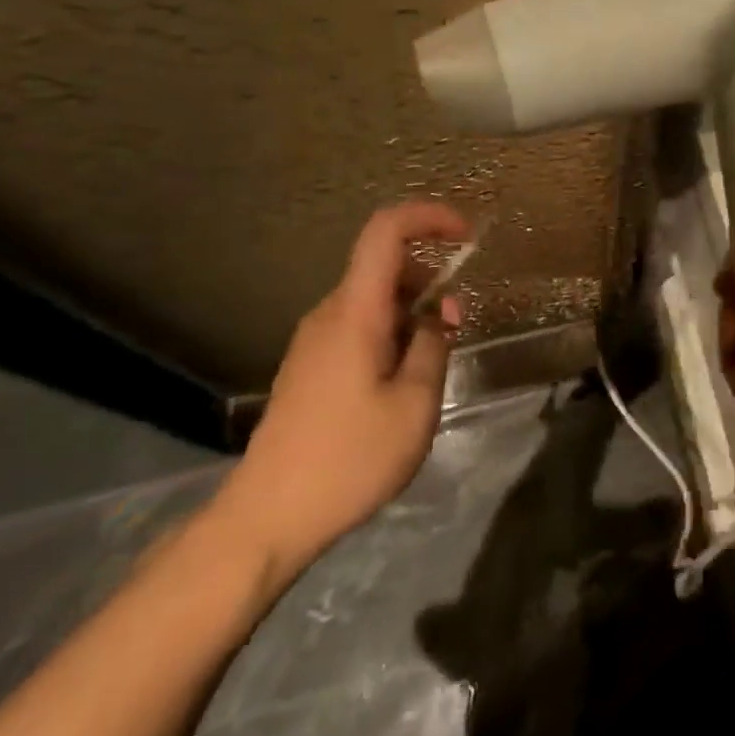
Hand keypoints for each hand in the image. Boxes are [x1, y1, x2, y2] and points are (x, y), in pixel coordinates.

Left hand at [213, 201, 471, 582]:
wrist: (267, 518)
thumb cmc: (349, 458)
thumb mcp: (415, 403)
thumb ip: (434, 345)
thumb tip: (440, 313)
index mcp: (355, 312)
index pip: (386, 231)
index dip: (429, 218)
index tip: (467, 236)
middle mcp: (329, 314)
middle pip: (384, 266)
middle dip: (430, 280)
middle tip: (458, 326)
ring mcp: (315, 341)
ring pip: (374, 300)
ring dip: (413, 312)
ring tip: (433, 365)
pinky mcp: (310, 366)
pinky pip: (359, 326)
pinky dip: (392, 333)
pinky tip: (402, 383)